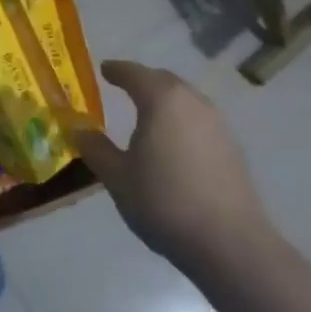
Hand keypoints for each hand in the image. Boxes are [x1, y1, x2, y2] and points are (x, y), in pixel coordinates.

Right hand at [75, 60, 272, 280]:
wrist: (229, 242)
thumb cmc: (164, 202)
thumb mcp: (118, 177)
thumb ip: (96, 149)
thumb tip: (78, 129)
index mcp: (161, 100)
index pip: (134, 74)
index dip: (116, 70)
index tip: (104, 69)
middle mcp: (192, 101)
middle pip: (163, 80)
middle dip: (142, 81)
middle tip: (124, 87)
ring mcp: (217, 123)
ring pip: (185, 99)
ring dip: (165, 101)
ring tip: (148, 116)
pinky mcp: (232, 146)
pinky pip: (199, 120)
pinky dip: (181, 120)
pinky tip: (174, 143)